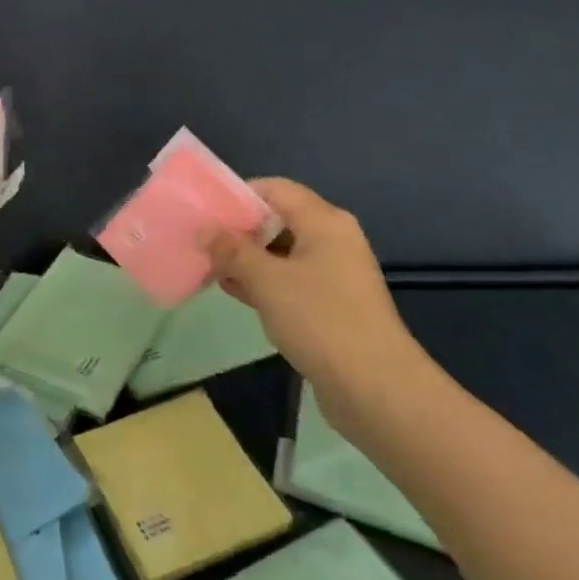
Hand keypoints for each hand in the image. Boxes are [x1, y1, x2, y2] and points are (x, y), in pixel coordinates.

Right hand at [204, 178, 431, 428]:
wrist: (377, 391)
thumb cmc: (321, 320)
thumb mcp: (267, 280)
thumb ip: (232, 250)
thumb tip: (205, 230)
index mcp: (324, 221)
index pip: (274, 189)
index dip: (237, 195)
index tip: (204, 210)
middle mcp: (333, 240)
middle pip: (278, 220)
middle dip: (239, 230)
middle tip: (201, 241)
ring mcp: (335, 274)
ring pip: (282, 253)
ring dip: (247, 259)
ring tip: (209, 267)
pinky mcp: (332, 306)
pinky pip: (291, 281)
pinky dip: (264, 283)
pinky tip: (235, 292)